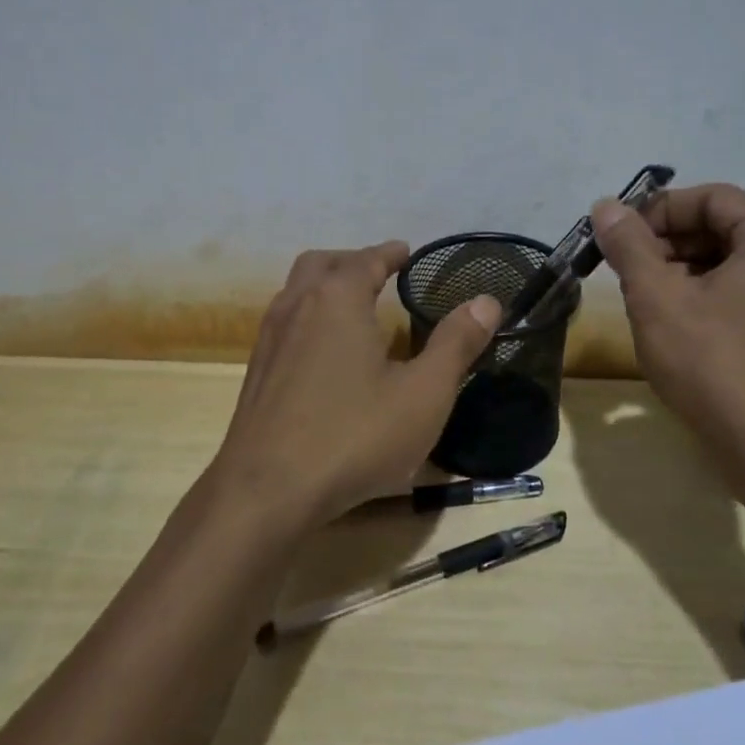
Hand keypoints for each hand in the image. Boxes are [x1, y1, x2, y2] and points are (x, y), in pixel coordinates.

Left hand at [208, 241, 501, 527]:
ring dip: (326, 286)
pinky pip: (285, 324)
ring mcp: (269, 340)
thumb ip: (456, 344)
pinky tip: (327, 353)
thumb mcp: (423, 394)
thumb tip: (487, 301)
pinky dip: (310, 317)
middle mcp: (297, 307)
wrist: (265, 493)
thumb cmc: (353, 436)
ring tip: (356, 307)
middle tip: (381, 274)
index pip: (366, 259)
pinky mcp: (257, 374)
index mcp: (337, 300)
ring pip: (297, 292)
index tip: (406, 252)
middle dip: (353, 261)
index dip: (390, 253)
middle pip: (322, 264)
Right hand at [590, 184, 744, 460]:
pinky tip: (680, 328)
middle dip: (670, 245)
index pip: (710, 198)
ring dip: (686, 273)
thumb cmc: (716, 365)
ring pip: (736, 265)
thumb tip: (606, 206)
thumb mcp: (658, 299)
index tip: (618, 238)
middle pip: (725, 229)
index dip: (657, 211)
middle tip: (627, 272)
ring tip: (647, 302)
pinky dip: (712, 299)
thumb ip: (630, 246)